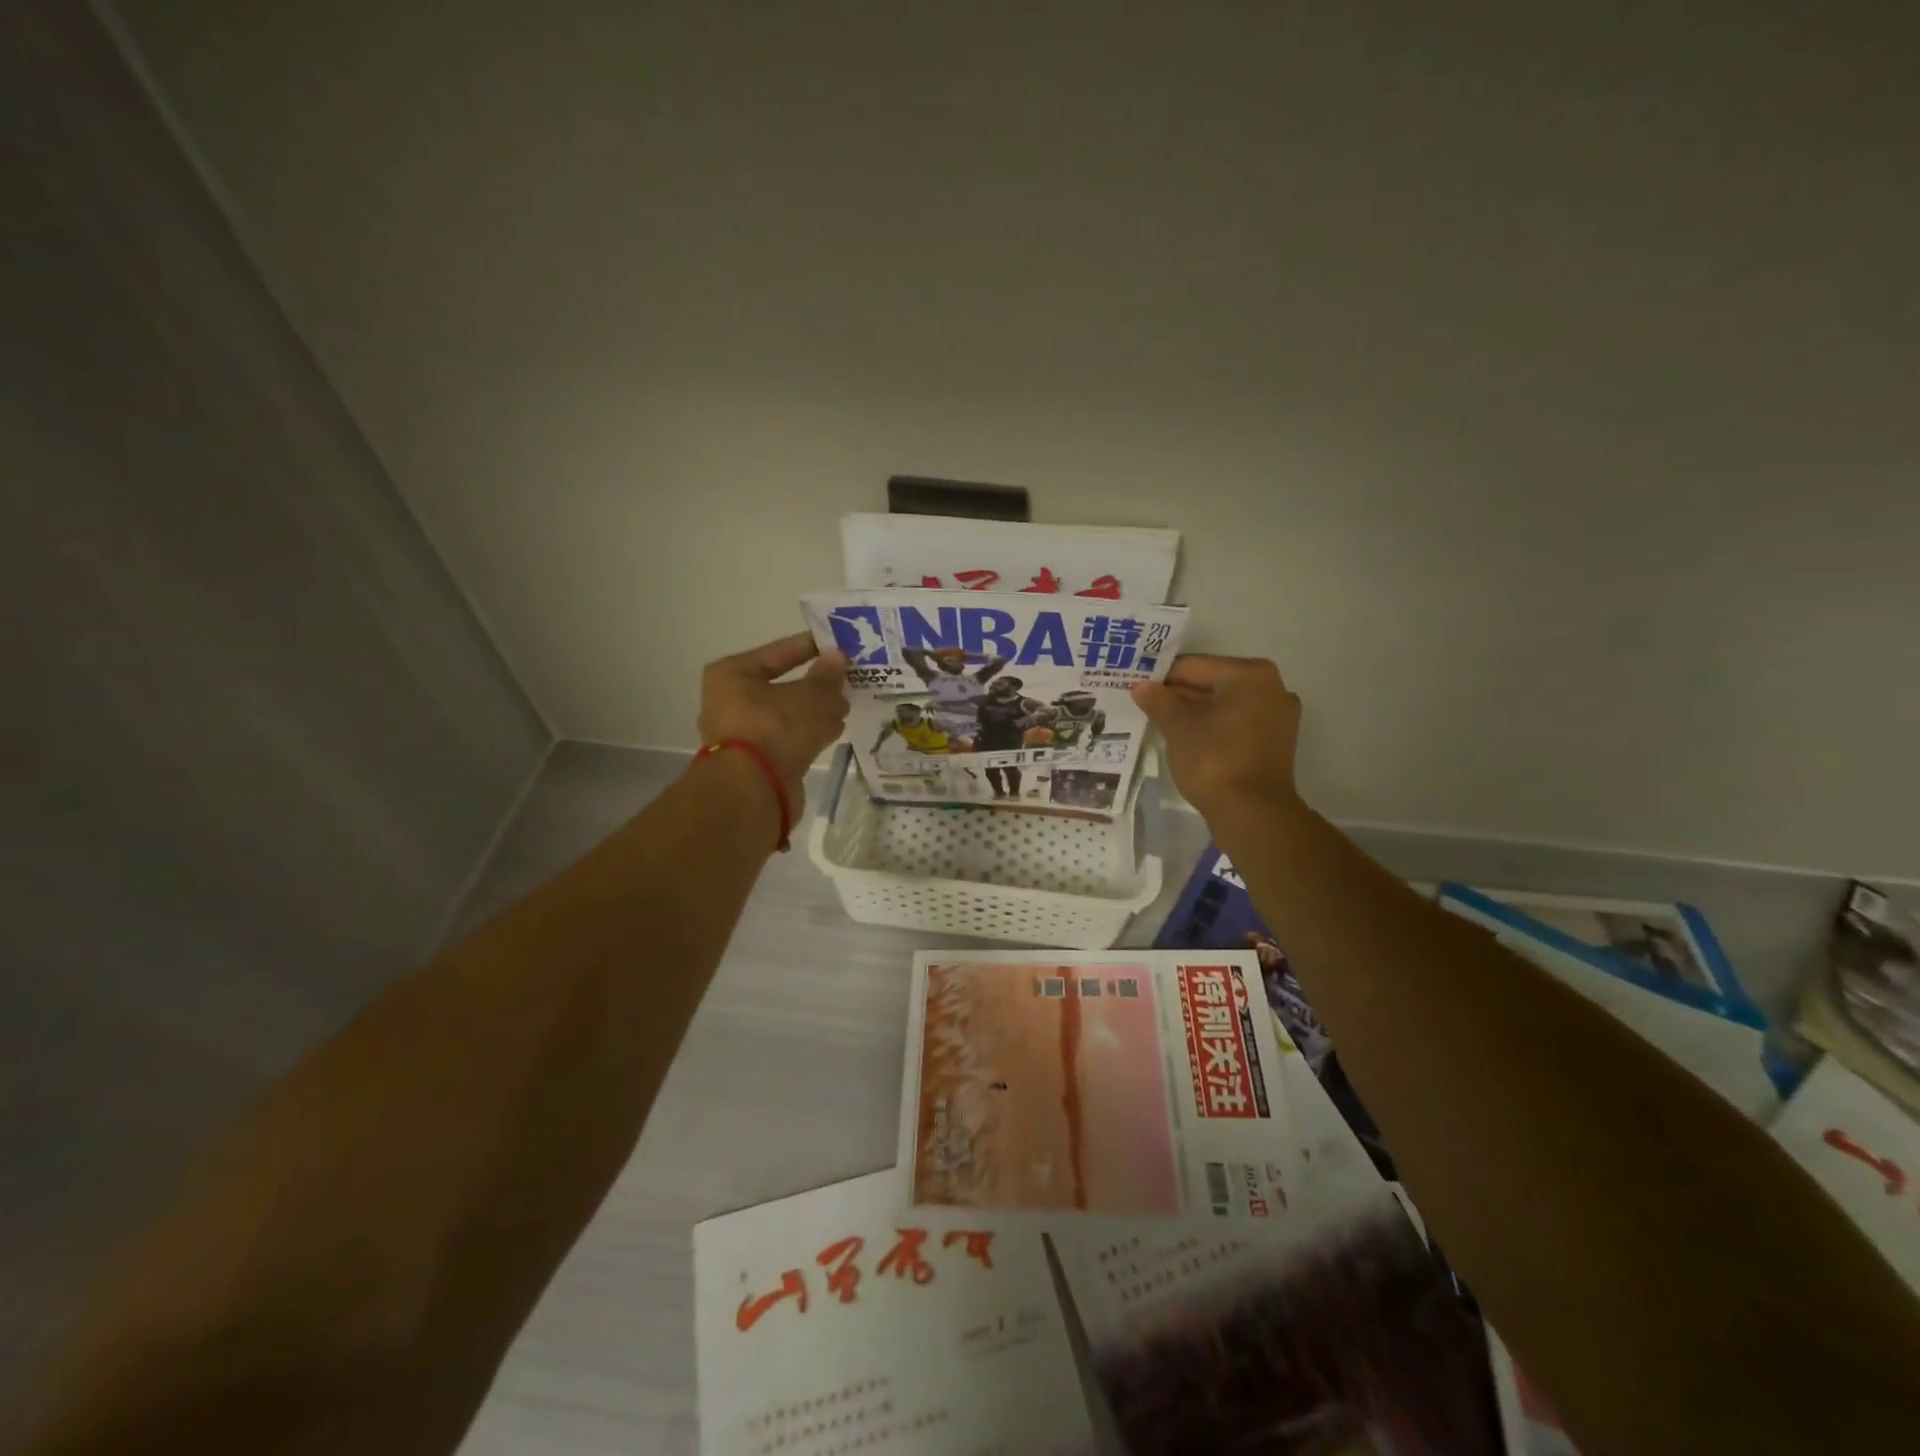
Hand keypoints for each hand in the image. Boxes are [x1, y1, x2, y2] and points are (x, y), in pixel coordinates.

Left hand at [700, 633, 849, 805]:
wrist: (753, 791)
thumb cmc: (775, 729)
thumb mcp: (810, 696)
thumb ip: (827, 676)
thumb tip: (838, 657)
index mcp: (732, 674)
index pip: (779, 652)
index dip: (811, 647)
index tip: (839, 645)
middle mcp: (730, 702)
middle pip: (782, 685)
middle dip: (816, 685)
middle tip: (847, 680)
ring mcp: (742, 734)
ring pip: (787, 714)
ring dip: (816, 712)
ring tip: (846, 708)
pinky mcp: (756, 762)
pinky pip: (788, 738)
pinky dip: (809, 734)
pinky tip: (833, 732)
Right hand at [1131, 655, 1301, 820]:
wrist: (1253, 813)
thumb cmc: (1214, 760)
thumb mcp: (1178, 728)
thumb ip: (1159, 701)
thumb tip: (1141, 686)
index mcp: (1249, 674)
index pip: (1193, 666)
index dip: (1161, 678)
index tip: (1136, 689)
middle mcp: (1271, 687)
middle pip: (1211, 683)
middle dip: (1178, 695)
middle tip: (1144, 706)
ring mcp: (1278, 716)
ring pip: (1223, 705)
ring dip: (1194, 713)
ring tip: (1161, 723)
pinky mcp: (1275, 742)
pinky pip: (1236, 724)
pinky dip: (1212, 727)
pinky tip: (1187, 740)